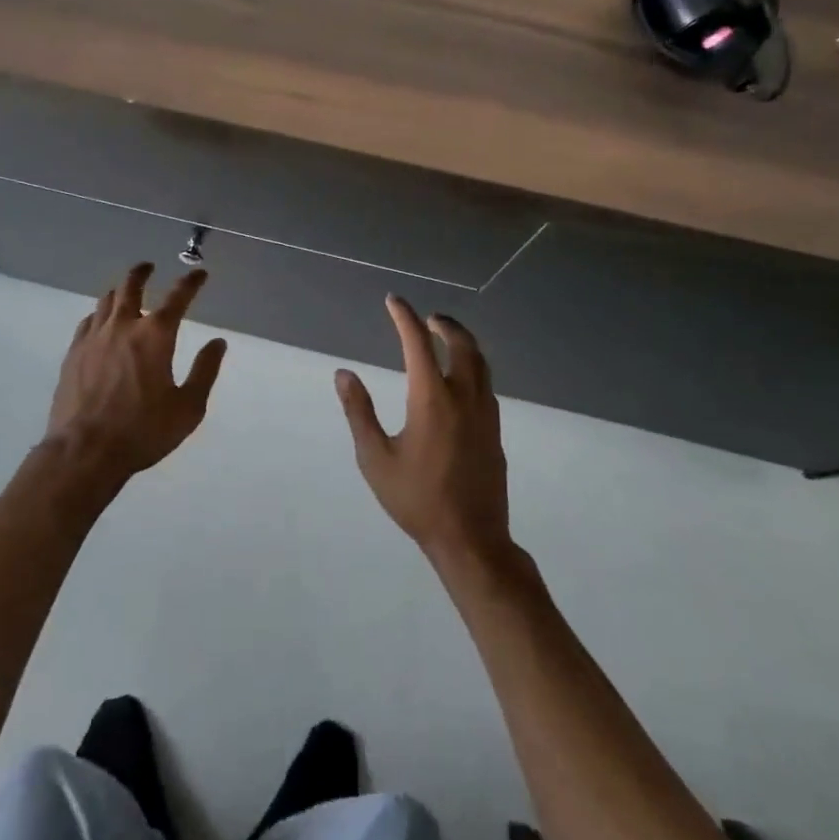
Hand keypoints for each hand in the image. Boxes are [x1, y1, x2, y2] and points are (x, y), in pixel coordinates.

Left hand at [46, 263, 226, 484]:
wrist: (85, 451)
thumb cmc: (143, 431)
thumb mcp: (188, 407)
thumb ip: (205, 371)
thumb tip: (218, 343)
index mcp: (156, 335)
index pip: (178, 297)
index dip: (191, 282)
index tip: (200, 274)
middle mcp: (123, 326)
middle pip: (131, 286)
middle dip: (143, 273)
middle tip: (148, 267)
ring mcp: (94, 338)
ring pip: (106, 300)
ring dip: (119, 291)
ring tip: (124, 291)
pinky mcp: (74, 353)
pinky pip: (88, 322)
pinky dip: (99, 314)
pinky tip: (100, 322)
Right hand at [336, 296, 513, 571]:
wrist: (471, 539)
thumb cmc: (416, 499)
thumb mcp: (375, 458)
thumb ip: (359, 412)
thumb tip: (344, 374)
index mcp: (431, 399)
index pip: (418, 343)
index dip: (404, 317)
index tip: (394, 300)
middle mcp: (463, 397)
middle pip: (461, 344)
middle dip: (444, 324)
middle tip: (427, 318)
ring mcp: (485, 413)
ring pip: (480, 361)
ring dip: (462, 342)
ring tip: (445, 338)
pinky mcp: (494, 430)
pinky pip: (486, 383)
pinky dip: (472, 365)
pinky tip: (460, 379)